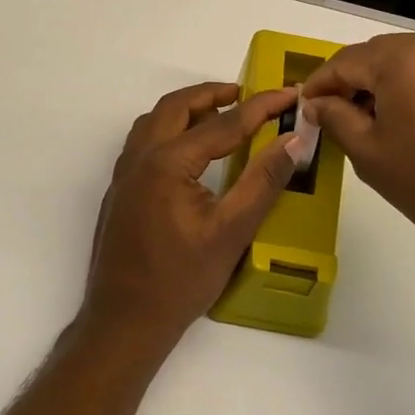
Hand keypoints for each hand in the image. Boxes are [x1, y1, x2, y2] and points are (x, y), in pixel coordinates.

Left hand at [79, 81, 305, 355]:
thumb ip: (263, 181)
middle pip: (177, 107)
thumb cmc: (181, 279)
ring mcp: (124, 173)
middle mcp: (140, 157)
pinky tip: (187, 150)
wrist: (125, 320)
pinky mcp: (119, 190)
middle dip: (213, 94)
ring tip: (219, 114)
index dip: (261, 107)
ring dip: (187, 109)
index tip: (289, 94)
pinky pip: (143, 140)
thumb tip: (295, 141)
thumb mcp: (231, 231)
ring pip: (154, 121)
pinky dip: (169, 128)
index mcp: (168, 162)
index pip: (224, 123)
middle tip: (248, 96)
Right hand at [301, 34, 414, 291]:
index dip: (319, 84)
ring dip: (379, 85)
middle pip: (376, 56)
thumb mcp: (369, 153)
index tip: (302, 108)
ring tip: (364, 123)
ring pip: (405, 63)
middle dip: (350, 82)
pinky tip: (401, 122)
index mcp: (403, 58)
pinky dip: (409, 89)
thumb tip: (317, 103)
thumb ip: (335, 118)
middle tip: (330, 117)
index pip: (345, 61)